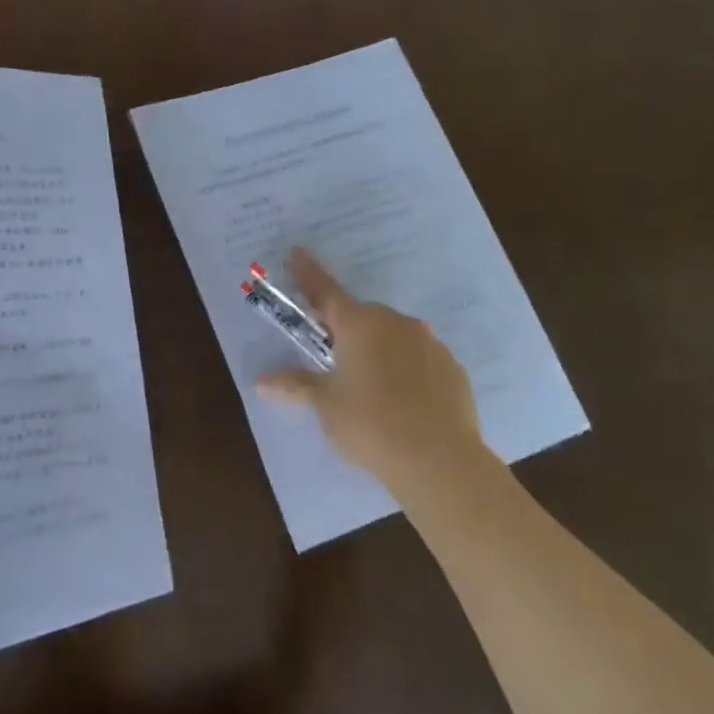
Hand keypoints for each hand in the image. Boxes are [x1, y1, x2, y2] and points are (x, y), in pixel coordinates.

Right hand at [254, 249, 507, 503]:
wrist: (439, 461)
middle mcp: (394, 323)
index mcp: (358, 325)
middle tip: (334, 360)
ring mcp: (428, 343)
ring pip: (394, 337)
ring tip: (371, 390)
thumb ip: (295, 386)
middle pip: (361, 317)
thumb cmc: (370, 425)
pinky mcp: (452, 367)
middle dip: (346, 331)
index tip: (298, 252)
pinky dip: (407, 369)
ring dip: (378, 351)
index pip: (324, 291)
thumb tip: (260, 381)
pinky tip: (403, 402)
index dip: (308, 273)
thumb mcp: (325, 406)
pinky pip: (420, 359)